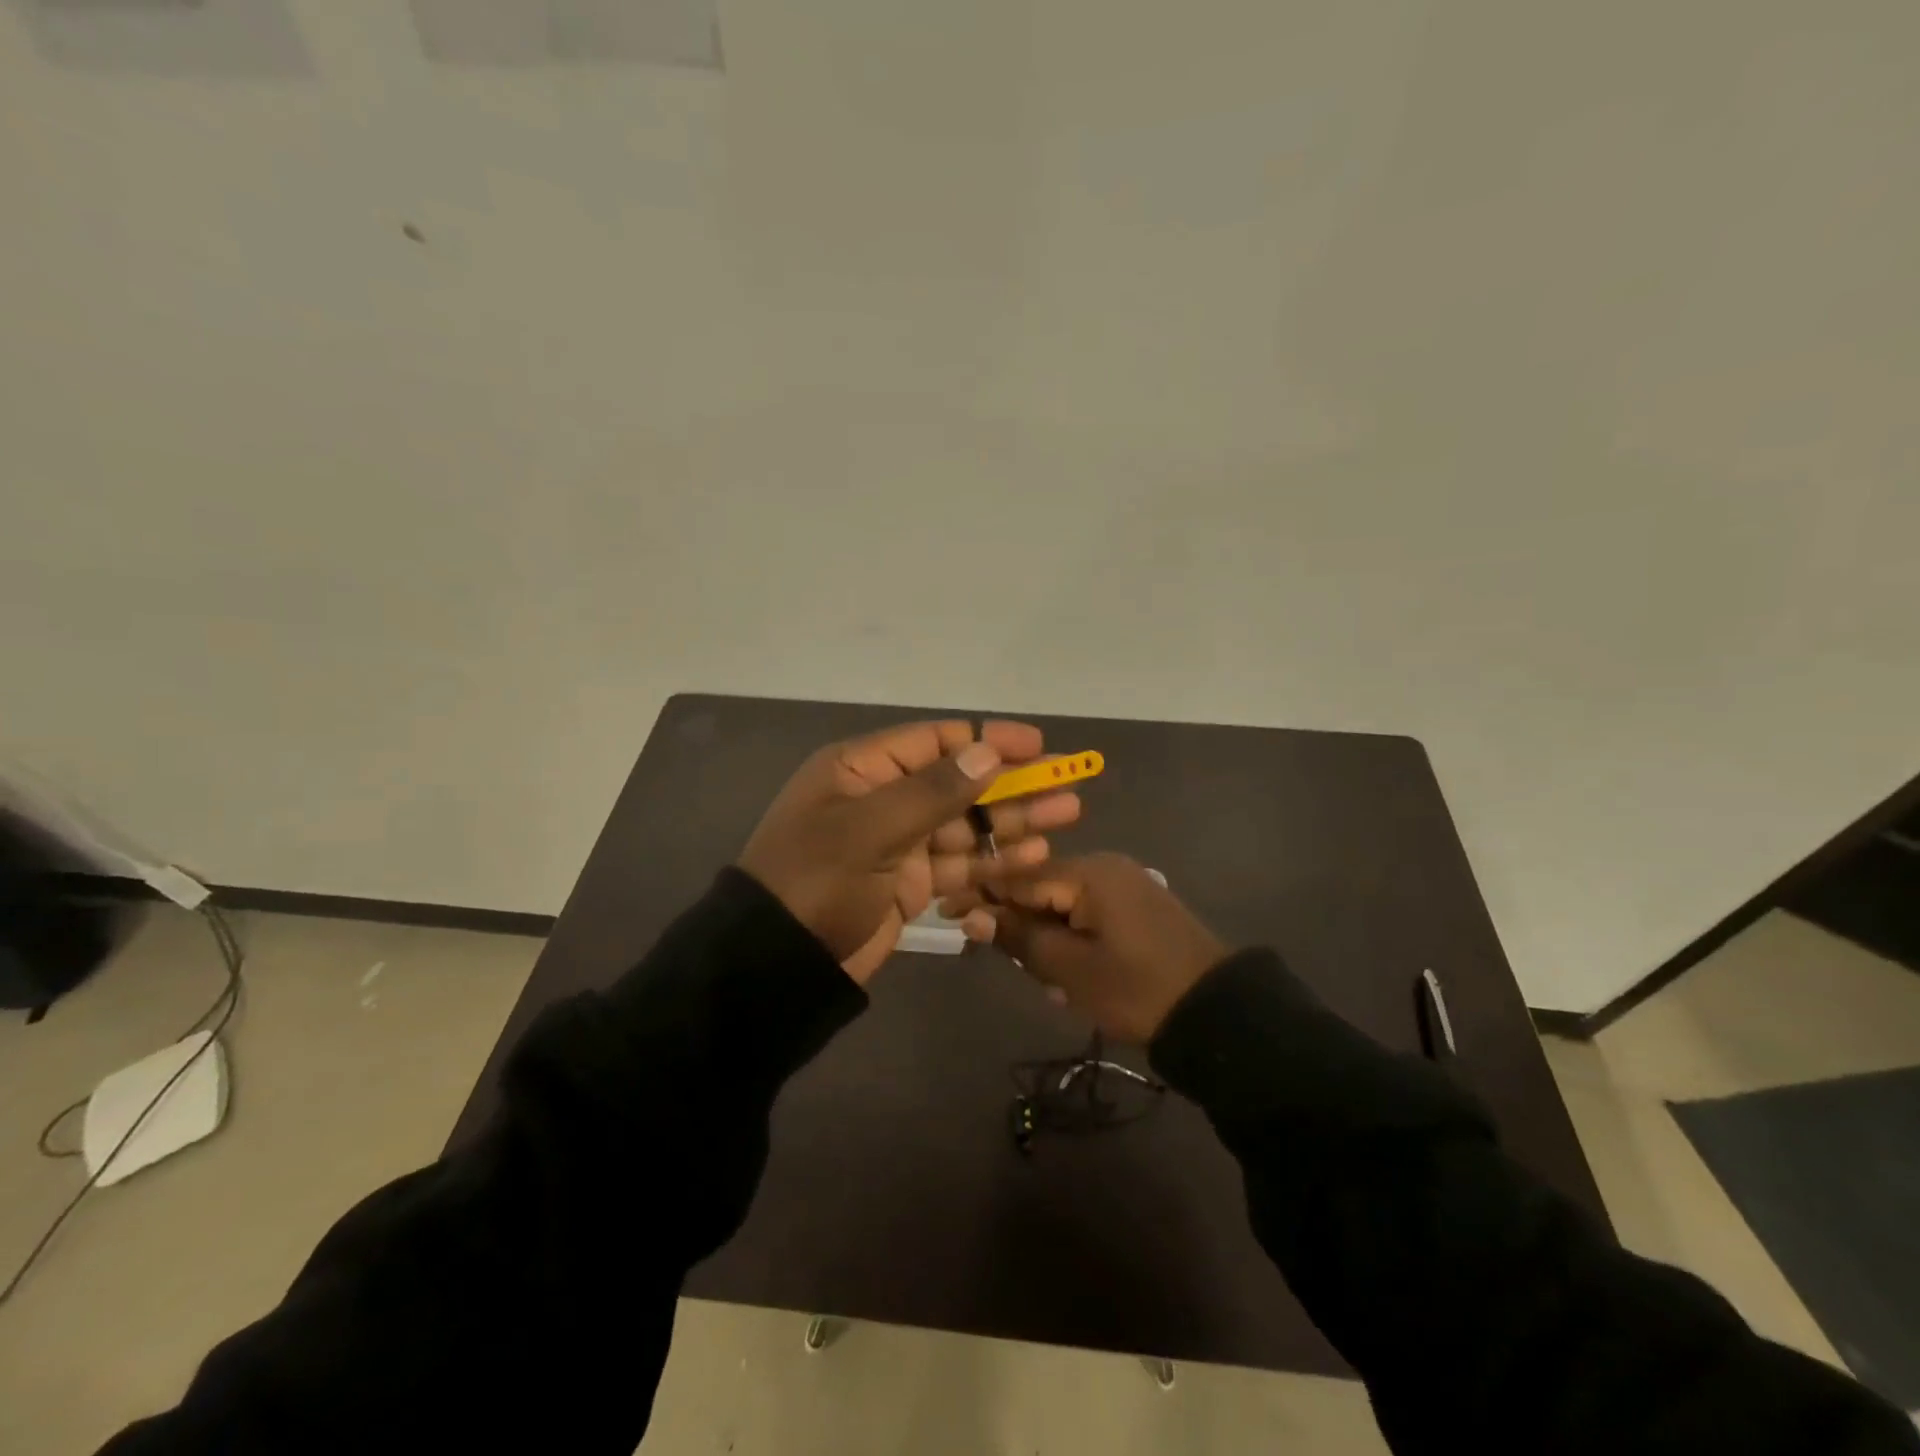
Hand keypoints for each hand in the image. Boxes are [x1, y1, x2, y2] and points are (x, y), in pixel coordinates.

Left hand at [738, 720, 1080, 984]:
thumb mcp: (870, 829)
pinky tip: (1035, 855)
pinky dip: (994, 859)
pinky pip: (959, 863)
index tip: (1037, 745)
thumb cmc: (817, 881)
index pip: (936, 742)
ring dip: (1013, 821)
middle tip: (1069, 783)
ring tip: (1067, 815)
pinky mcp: (908, 883)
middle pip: (959, 783)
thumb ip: (932, 792)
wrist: (777, 964)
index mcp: (862, 770)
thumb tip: (986, 753)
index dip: (988, 741)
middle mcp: (882, 799)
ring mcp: (897, 843)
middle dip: (1013, 783)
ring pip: (966, 824)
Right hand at [961, 853, 1228, 1042]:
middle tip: (1008, 964)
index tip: (946, 914)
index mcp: (1087, 872)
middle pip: (1039, 888)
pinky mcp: (1135, 908)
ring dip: (1046, 940)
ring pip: (1061, 906)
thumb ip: (1019, 938)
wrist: (1219, 1014)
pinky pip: (1086, 915)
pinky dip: (1071, 941)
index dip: (980, 894)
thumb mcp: (1070, 969)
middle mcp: (1104, 867)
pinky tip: (1071, 978)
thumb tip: (971, 915)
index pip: (1017, 875)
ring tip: (1051, 984)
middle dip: (1018, 926)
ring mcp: (1123, 886)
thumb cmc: (1138, 989)